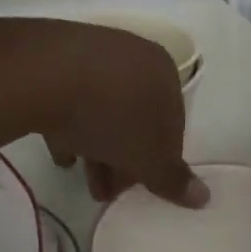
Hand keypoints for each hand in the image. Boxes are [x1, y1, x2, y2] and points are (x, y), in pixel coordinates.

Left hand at [37, 24, 206, 206]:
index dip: (158, 162)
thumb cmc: (112, 115)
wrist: (46, 75)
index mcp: (165, 72)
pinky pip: (71, 99)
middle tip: (108, 191)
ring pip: (102, 109)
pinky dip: (69, 126)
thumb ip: (173, 179)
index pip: (172, 124)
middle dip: (124, 159)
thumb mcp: (148, 157)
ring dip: (96, 147)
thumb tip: (203, 198)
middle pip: (136, 117)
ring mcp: (94, 54)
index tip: (140, 188)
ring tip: (81, 178)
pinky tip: (60, 152)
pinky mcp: (57, 59)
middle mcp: (134, 55)